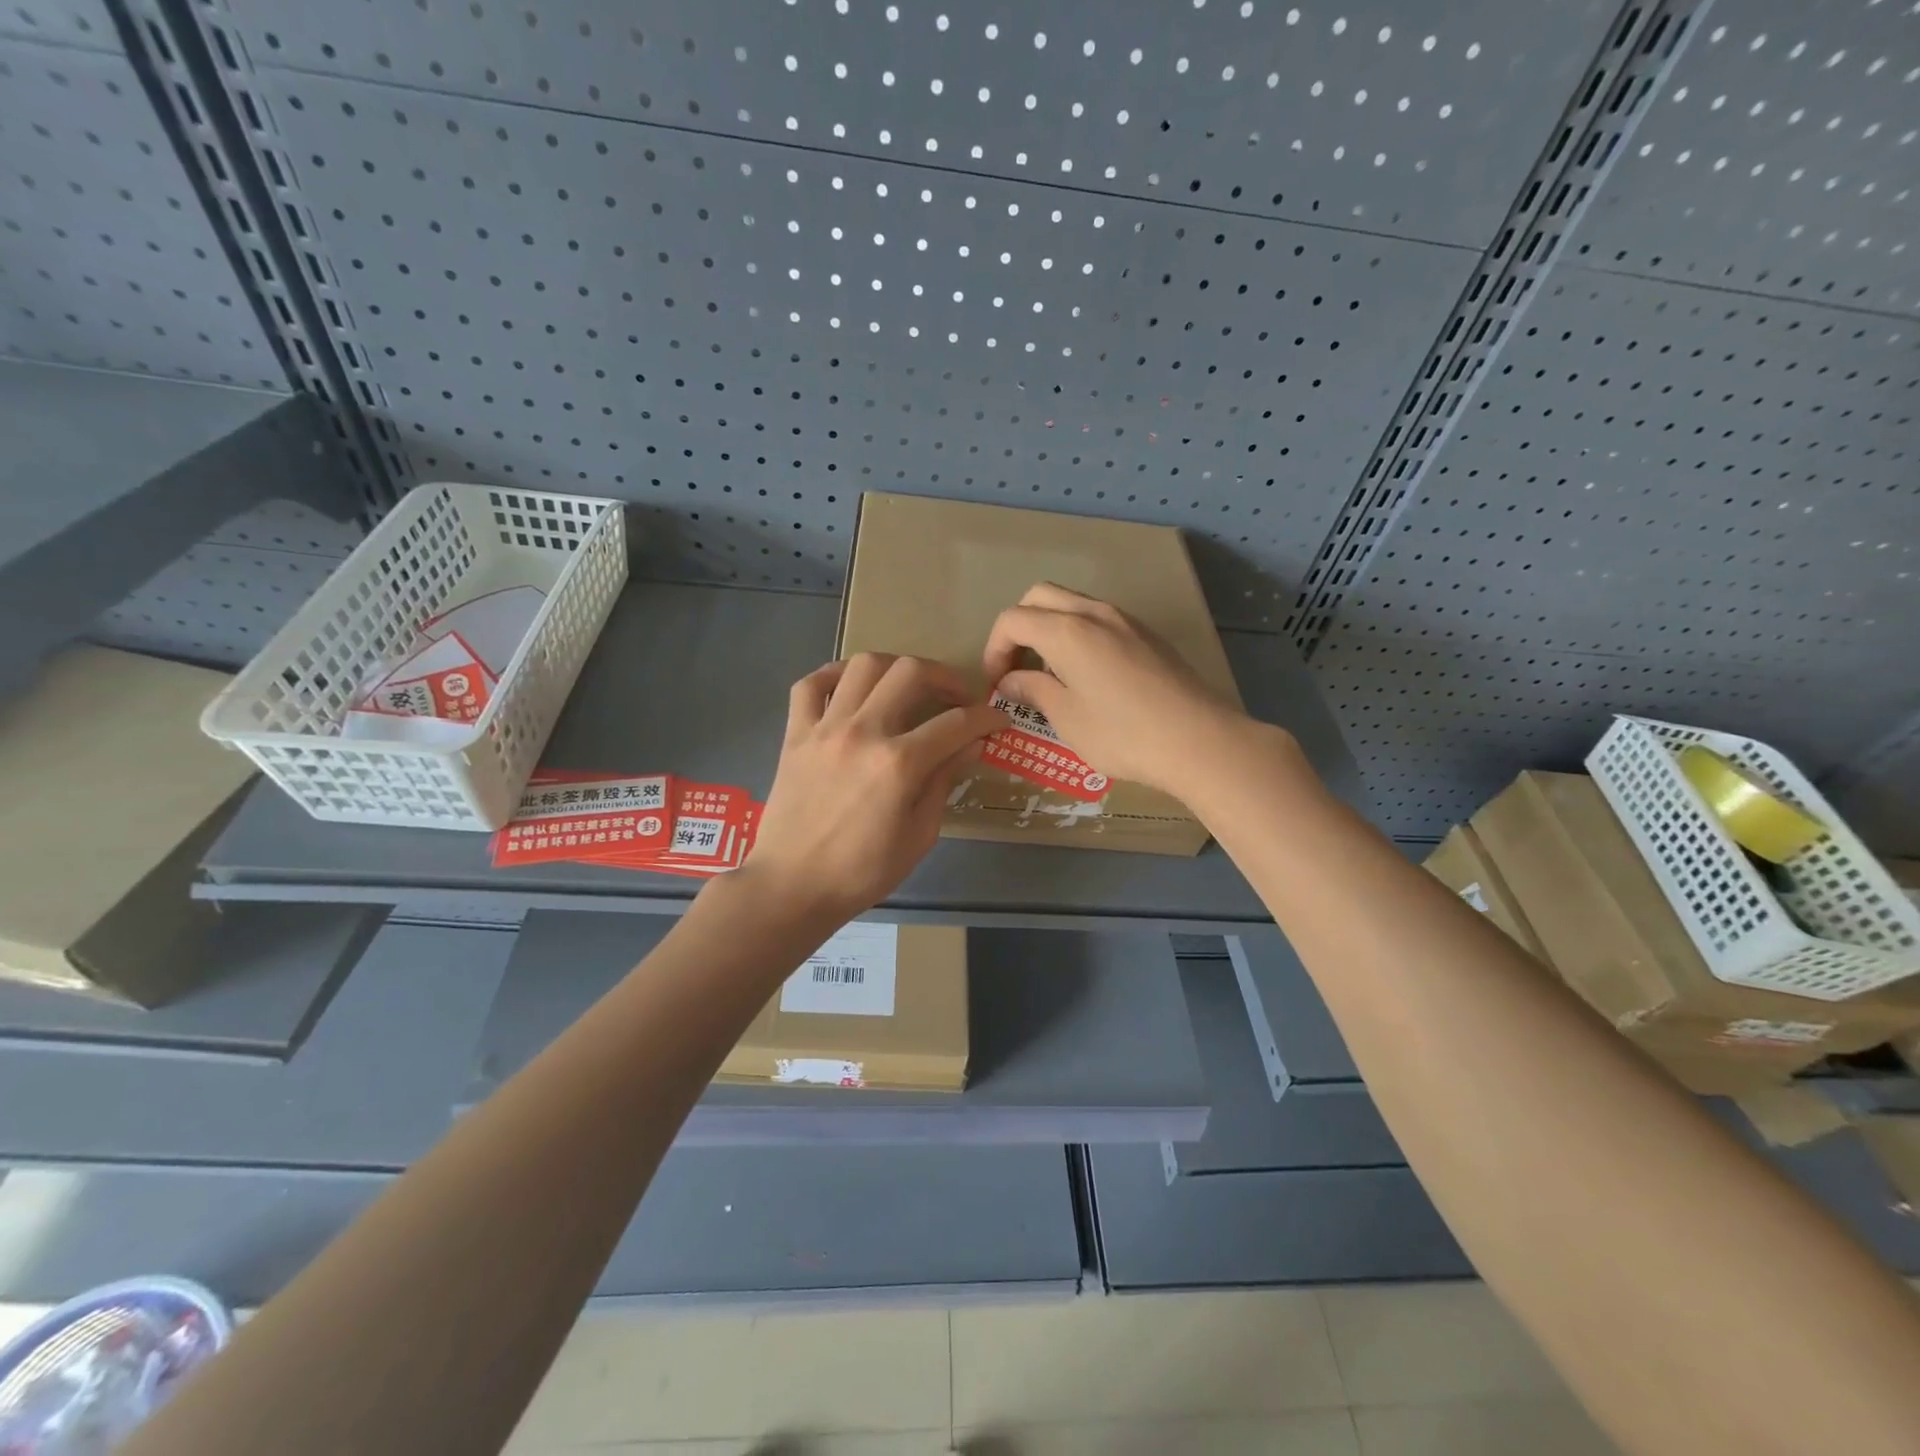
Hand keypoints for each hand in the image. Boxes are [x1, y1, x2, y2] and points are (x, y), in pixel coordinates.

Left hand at [745, 653, 1007, 919]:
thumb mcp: (919, 836)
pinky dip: (835, 675)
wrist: (792, 886)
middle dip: (945, 677)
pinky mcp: (795, 734)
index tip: (998, 720)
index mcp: (899, 764)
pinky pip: (811, 684)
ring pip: (864, 666)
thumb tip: (971, 746)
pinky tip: (853, 686)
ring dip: (896, 667)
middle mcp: (863, 732)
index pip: (956, 724)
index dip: (986, 718)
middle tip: (957, 697)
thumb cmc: (862, 872)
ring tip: (908, 685)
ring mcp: (825, 728)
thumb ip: (944, 782)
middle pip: (911, 673)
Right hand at [982, 583, 1253, 798]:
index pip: (1012, 619)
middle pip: (1040, 597)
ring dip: (1049, 629)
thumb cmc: (1123, 734)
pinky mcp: (1147, 634)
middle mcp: (1093, 613)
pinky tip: (1087, 675)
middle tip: (1016, 668)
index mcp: (1066, 631)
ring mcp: (1125, 620)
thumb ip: (1033, 691)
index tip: (997, 684)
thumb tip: (1010, 681)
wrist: (1199, 739)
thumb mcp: (1067, 718)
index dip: (994, 649)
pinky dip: (1077, 634)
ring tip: (1050, 674)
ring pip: (1072, 604)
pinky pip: (1098, 619)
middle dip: (1018, 628)